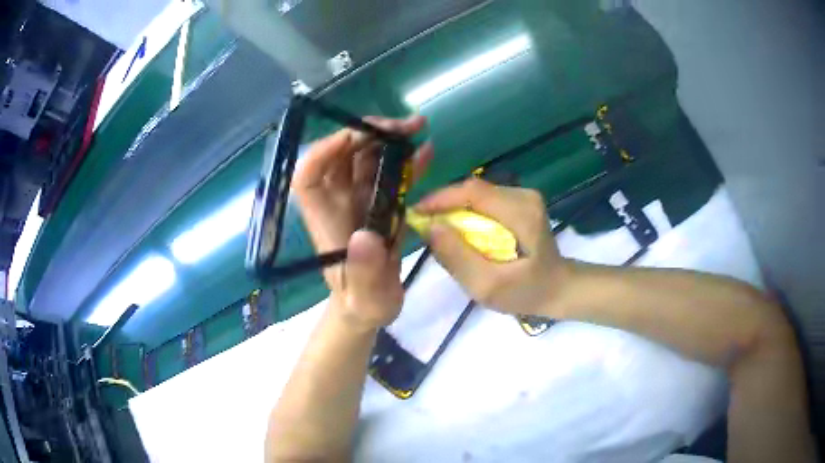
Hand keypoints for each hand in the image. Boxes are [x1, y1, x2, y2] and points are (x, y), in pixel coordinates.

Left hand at [292, 115, 433, 328]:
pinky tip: (426, 151)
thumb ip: (365, 273)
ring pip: (367, 158)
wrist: (374, 304)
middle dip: (368, 134)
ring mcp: (361, 200)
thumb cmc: (363, 304)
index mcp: (327, 220)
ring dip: (389, 139)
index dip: (322, 152)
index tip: (352, 138)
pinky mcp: (381, 203)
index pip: (309, 178)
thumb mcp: (366, 298)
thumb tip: (366, 238)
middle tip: (403, 127)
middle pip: (342, 156)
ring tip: (418, 128)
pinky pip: (390, 174)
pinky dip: (406, 160)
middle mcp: (339, 203)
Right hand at [414, 178, 570, 316]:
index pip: (473, 191)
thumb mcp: (488, 285)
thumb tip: (429, 227)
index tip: (416, 214)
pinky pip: (485, 202)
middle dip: (445, 206)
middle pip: (473, 191)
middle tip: (425, 227)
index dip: (440, 199)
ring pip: (477, 195)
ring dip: (455, 210)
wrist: (557, 289)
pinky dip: (468, 214)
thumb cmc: (526, 292)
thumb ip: (457, 257)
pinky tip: (463, 233)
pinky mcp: (521, 202)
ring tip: (440, 232)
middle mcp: (524, 196)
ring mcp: (524, 196)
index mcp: (521, 212)